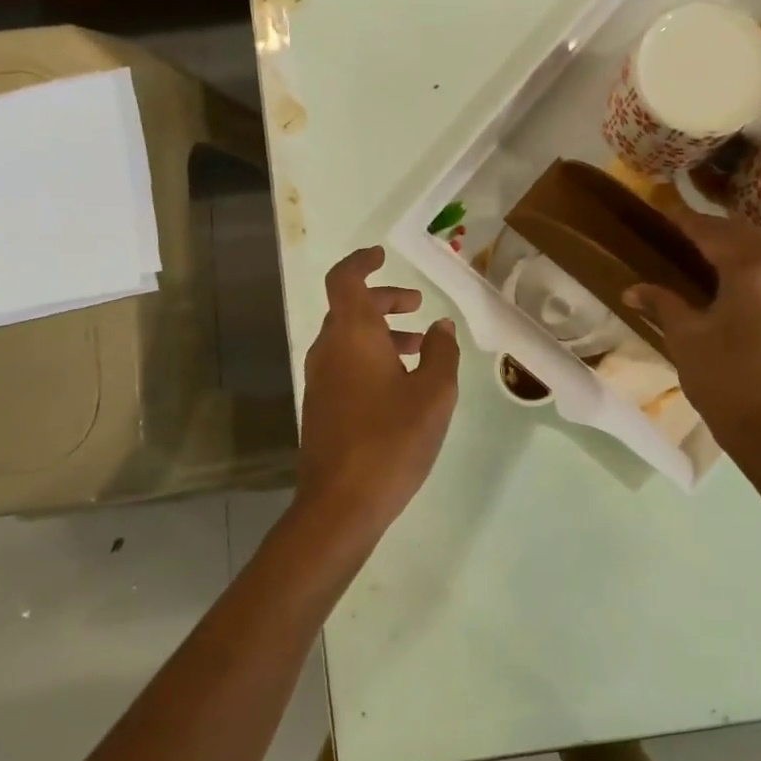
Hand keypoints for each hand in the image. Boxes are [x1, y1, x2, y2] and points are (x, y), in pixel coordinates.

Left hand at [293, 246, 460, 547]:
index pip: (345, 279)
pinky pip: (344, 364)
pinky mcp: (321, 407)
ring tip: (418, 348)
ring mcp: (319, 380)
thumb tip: (440, 327)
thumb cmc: (392, 439)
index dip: (362, 262)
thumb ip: (441, 353)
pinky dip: (369, 357)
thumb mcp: (434, 393)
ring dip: (379, 332)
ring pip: (347, 339)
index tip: (382, 257)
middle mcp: (328, 350)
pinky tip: (399, 384)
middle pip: (349, 308)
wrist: (341, 503)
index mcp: (352, 335)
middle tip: (416, 306)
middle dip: (383, 301)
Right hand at [624, 209, 760, 445]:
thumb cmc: (721, 381)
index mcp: (752, 274)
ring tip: (708, 256)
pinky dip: (756, 272)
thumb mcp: (684, 338)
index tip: (666, 209)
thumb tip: (632, 289)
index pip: (714, 233)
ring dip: (737, 249)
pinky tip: (737, 286)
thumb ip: (662, 303)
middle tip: (684, 230)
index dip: (687, 220)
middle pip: (746, 236)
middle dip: (714, 229)